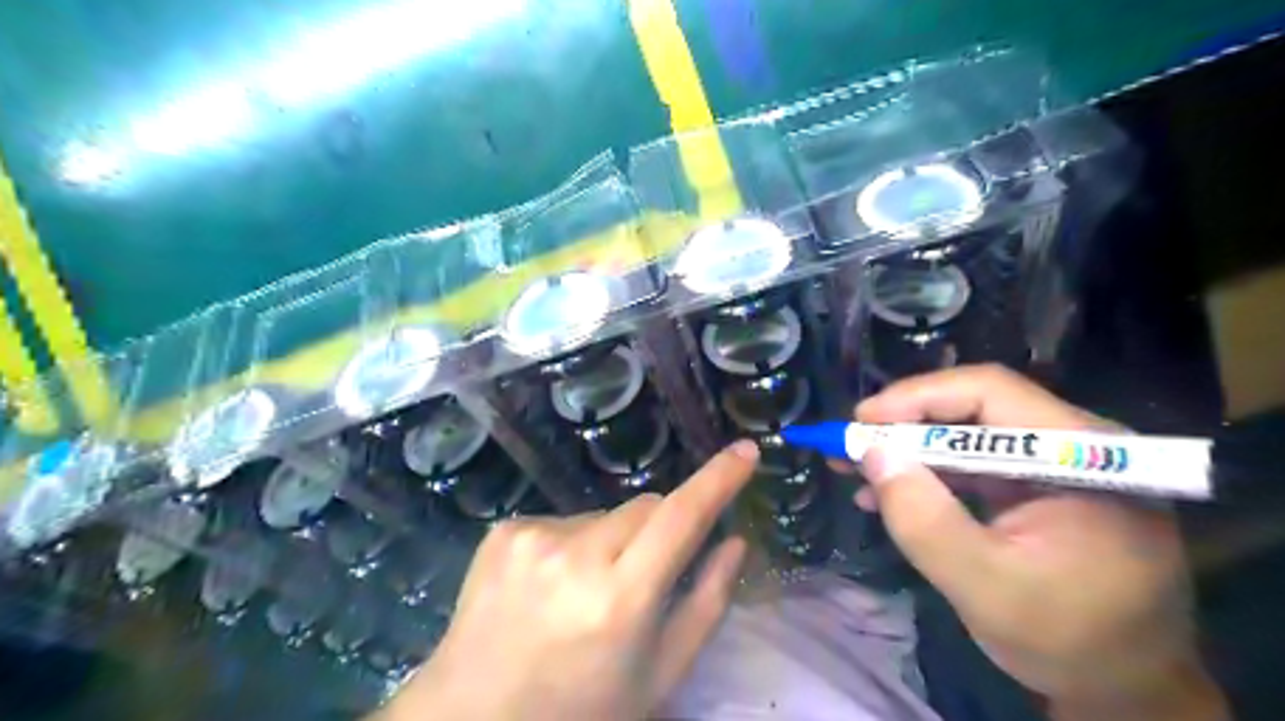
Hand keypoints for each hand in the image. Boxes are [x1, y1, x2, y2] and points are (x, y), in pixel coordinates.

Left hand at [379, 443, 761, 717]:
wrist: (475, 718)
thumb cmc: (583, 707)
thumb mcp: (660, 673)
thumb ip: (707, 603)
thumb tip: (735, 541)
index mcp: (620, 599)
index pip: (681, 517)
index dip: (718, 480)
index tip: (746, 451)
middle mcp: (575, 556)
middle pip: (646, 507)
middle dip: (659, 530)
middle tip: (642, 578)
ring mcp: (533, 538)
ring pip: (605, 515)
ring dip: (611, 541)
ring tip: (585, 592)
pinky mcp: (505, 531)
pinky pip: (564, 521)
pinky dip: (571, 545)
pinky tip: (550, 586)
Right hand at [852, 366, 1229, 720]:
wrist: (1126, 688)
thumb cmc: (1069, 642)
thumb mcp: (984, 586)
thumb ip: (924, 519)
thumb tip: (871, 453)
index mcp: (1084, 457)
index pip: (990, 392)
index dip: (918, 397)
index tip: (861, 421)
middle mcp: (1076, 444)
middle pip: (975, 407)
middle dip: (905, 424)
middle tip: (850, 444)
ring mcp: (1057, 464)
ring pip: (967, 434)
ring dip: (908, 449)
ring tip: (854, 468)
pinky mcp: (1039, 485)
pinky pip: (973, 464)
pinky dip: (927, 475)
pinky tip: (886, 494)